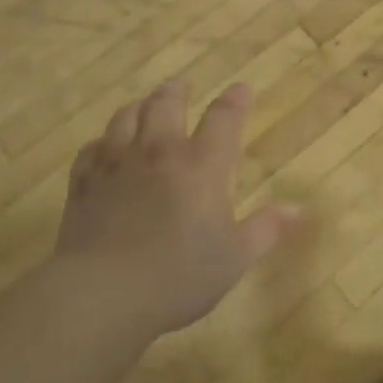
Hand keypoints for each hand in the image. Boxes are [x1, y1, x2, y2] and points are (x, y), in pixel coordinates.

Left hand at [55, 80, 302, 337]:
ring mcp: (116, 166)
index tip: (242, 89)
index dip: (235, 100)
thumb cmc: (179, 276)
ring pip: (125, 119)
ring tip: (143, 106)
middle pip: (165, 104)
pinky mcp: (84, 186)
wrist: (103, 294)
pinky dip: (100, 144)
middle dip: (176, 92)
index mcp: (202, 165)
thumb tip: (299, 210)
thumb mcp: (235, 257)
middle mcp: (159, 153)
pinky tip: (102, 148)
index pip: (224, 118)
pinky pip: (90, 151)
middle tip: (182, 88)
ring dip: (138, 107)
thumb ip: (266, 229)